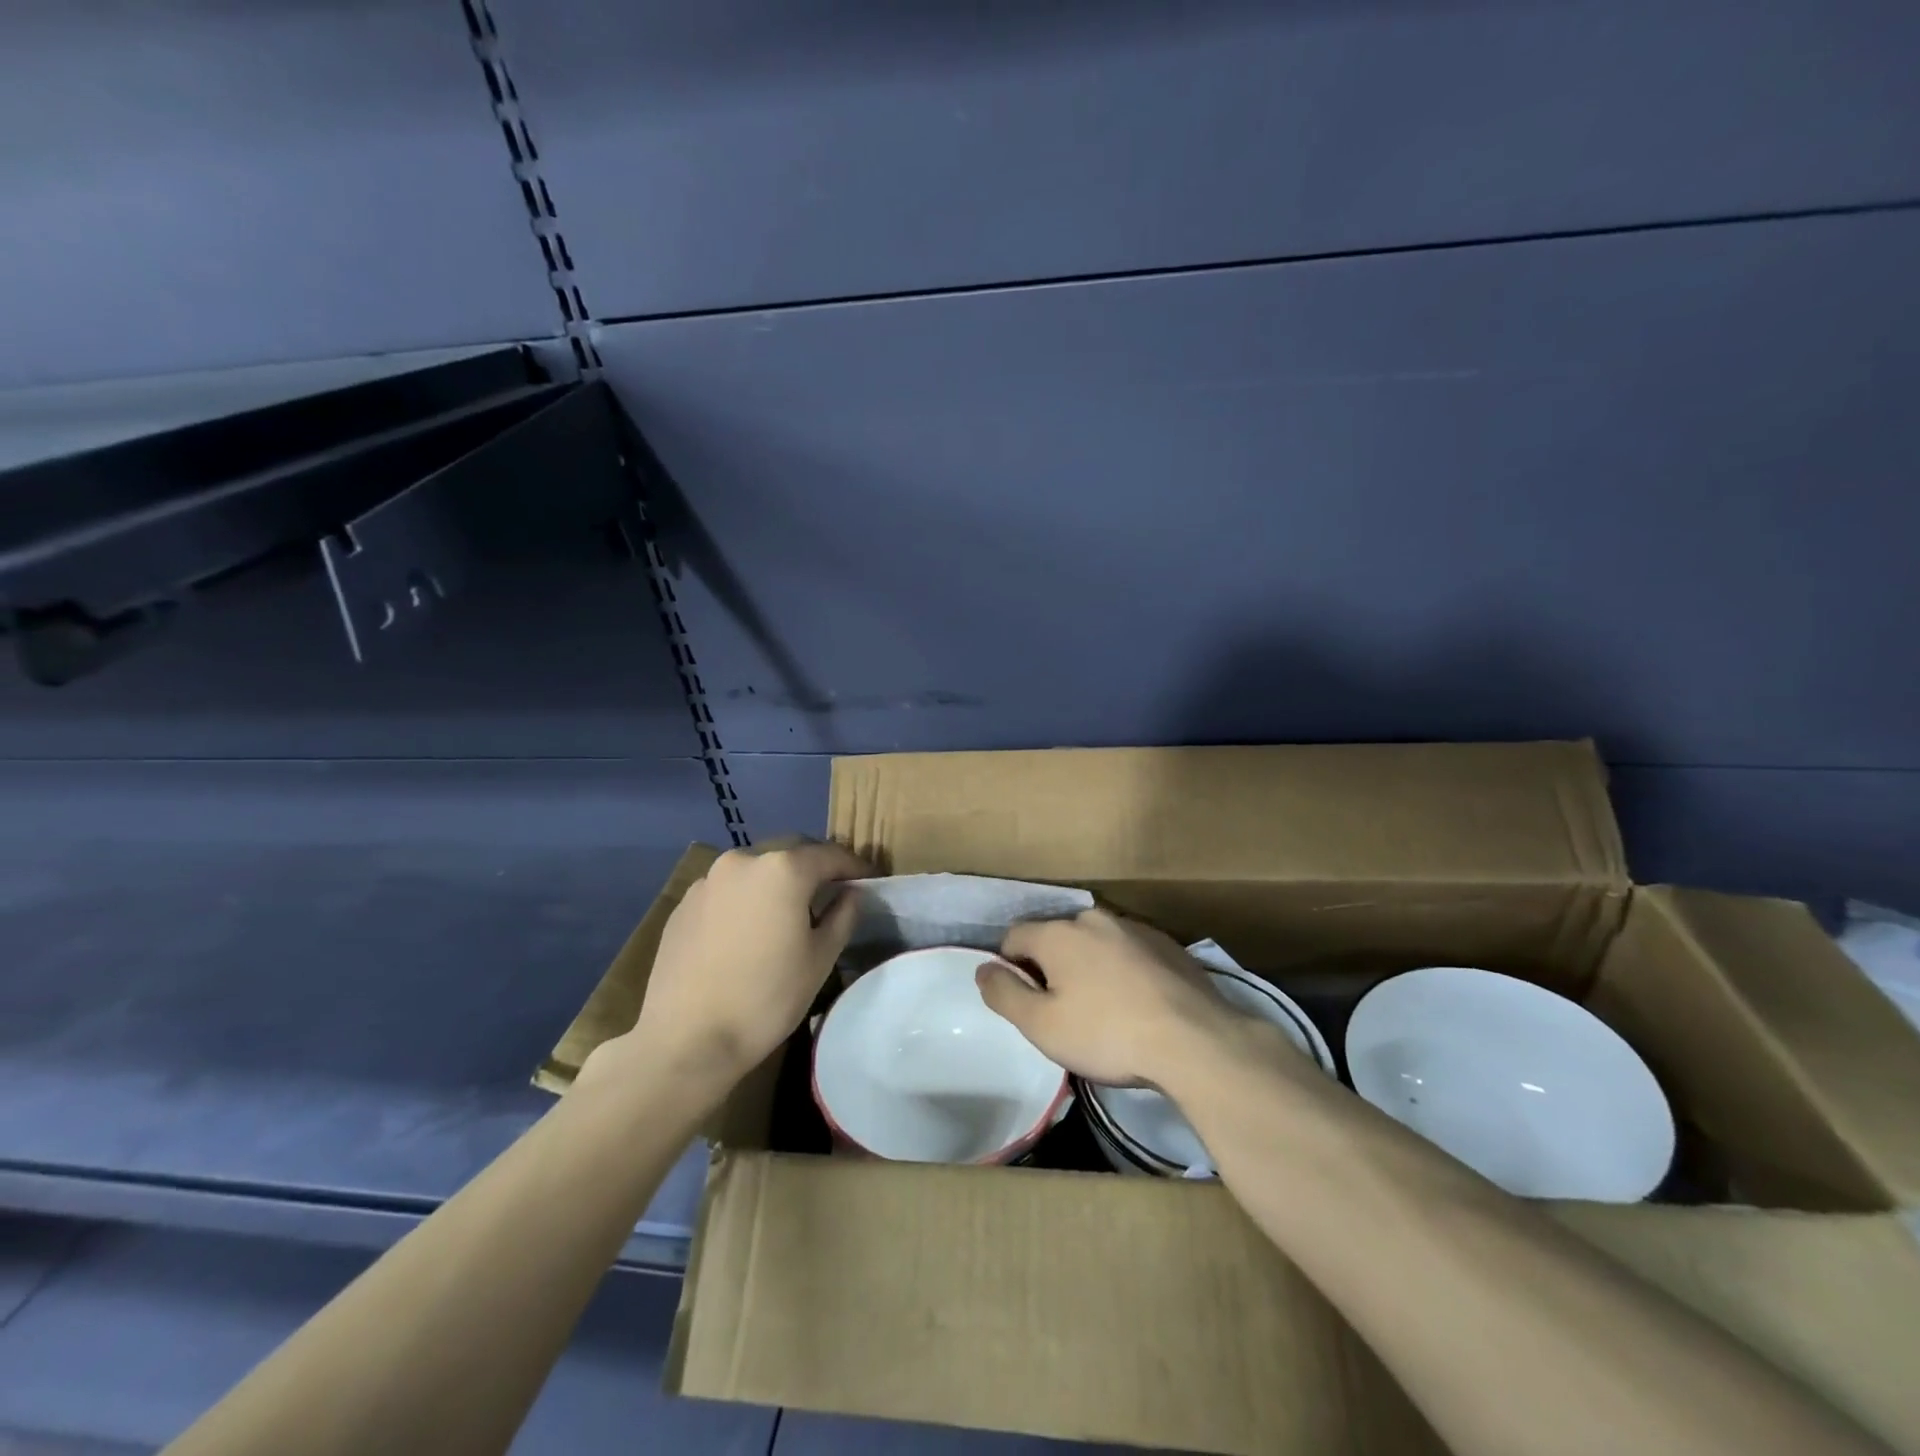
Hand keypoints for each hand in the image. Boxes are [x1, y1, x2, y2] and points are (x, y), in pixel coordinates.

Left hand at [601, 840, 869, 1093]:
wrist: (686, 1040)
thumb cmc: (766, 998)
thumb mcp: (820, 958)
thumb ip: (843, 915)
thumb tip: (852, 892)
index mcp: (783, 869)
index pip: (830, 855)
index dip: (854, 866)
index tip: (870, 879)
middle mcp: (743, 860)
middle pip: (790, 853)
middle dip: (814, 868)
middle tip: (831, 892)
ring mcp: (708, 880)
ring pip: (756, 870)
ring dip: (777, 881)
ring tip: (787, 911)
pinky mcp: (684, 904)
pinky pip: (727, 889)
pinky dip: (746, 898)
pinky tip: (748, 930)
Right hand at [975, 909, 1250, 1087]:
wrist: (1195, 1040)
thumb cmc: (1107, 1034)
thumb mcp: (1042, 1026)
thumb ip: (1004, 994)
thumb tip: (982, 969)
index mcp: (1058, 934)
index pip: (1014, 937)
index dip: (1009, 967)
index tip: (1024, 1001)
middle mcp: (1092, 918)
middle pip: (1055, 938)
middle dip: (1051, 967)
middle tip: (1062, 1010)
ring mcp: (1133, 927)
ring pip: (1094, 943)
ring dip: (1089, 966)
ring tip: (1103, 1009)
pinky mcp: (1166, 943)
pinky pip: (1128, 951)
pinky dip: (1123, 970)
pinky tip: (1137, 1003)